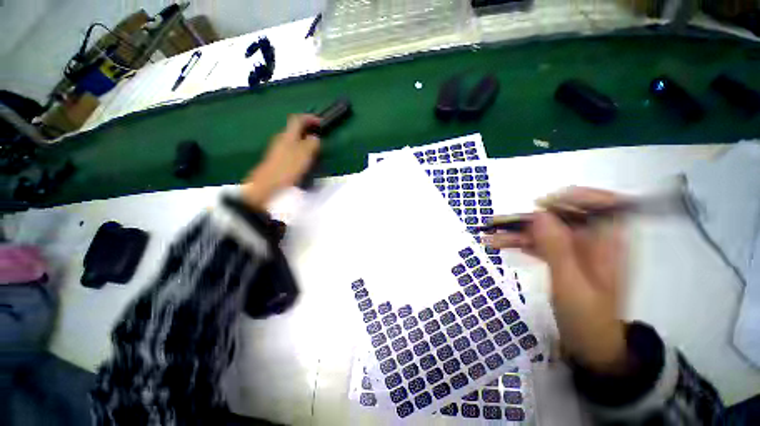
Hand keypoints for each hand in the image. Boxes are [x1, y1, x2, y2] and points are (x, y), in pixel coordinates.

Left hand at [242, 114, 320, 208]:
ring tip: (315, 152)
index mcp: (288, 135)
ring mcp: (278, 149)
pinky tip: (306, 162)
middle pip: (295, 130)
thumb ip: (312, 144)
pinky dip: (301, 152)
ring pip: (294, 141)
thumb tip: (315, 138)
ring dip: (305, 143)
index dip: (310, 118)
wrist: (267, 185)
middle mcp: (281, 139)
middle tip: (320, 138)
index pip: (298, 119)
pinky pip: (292, 151)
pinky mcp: (278, 160)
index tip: (321, 122)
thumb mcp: (304, 154)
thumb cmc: (287, 168)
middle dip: (308, 131)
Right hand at [482, 187, 628, 374]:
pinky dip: (518, 243)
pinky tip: (499, 245)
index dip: (575, 197)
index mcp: (607, 243)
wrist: (589, 345)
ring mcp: (574, 249)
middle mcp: (592, 240)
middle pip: (562, 216)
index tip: (543, 204)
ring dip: (516, 231)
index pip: (604, 204)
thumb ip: (556, 247)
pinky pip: (538, 243)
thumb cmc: (587, 318)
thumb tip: (538, 214)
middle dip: (530, 218)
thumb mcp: (571, 284)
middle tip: (498, 223)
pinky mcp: (560, 258)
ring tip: (489, 236)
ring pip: (545, 230)